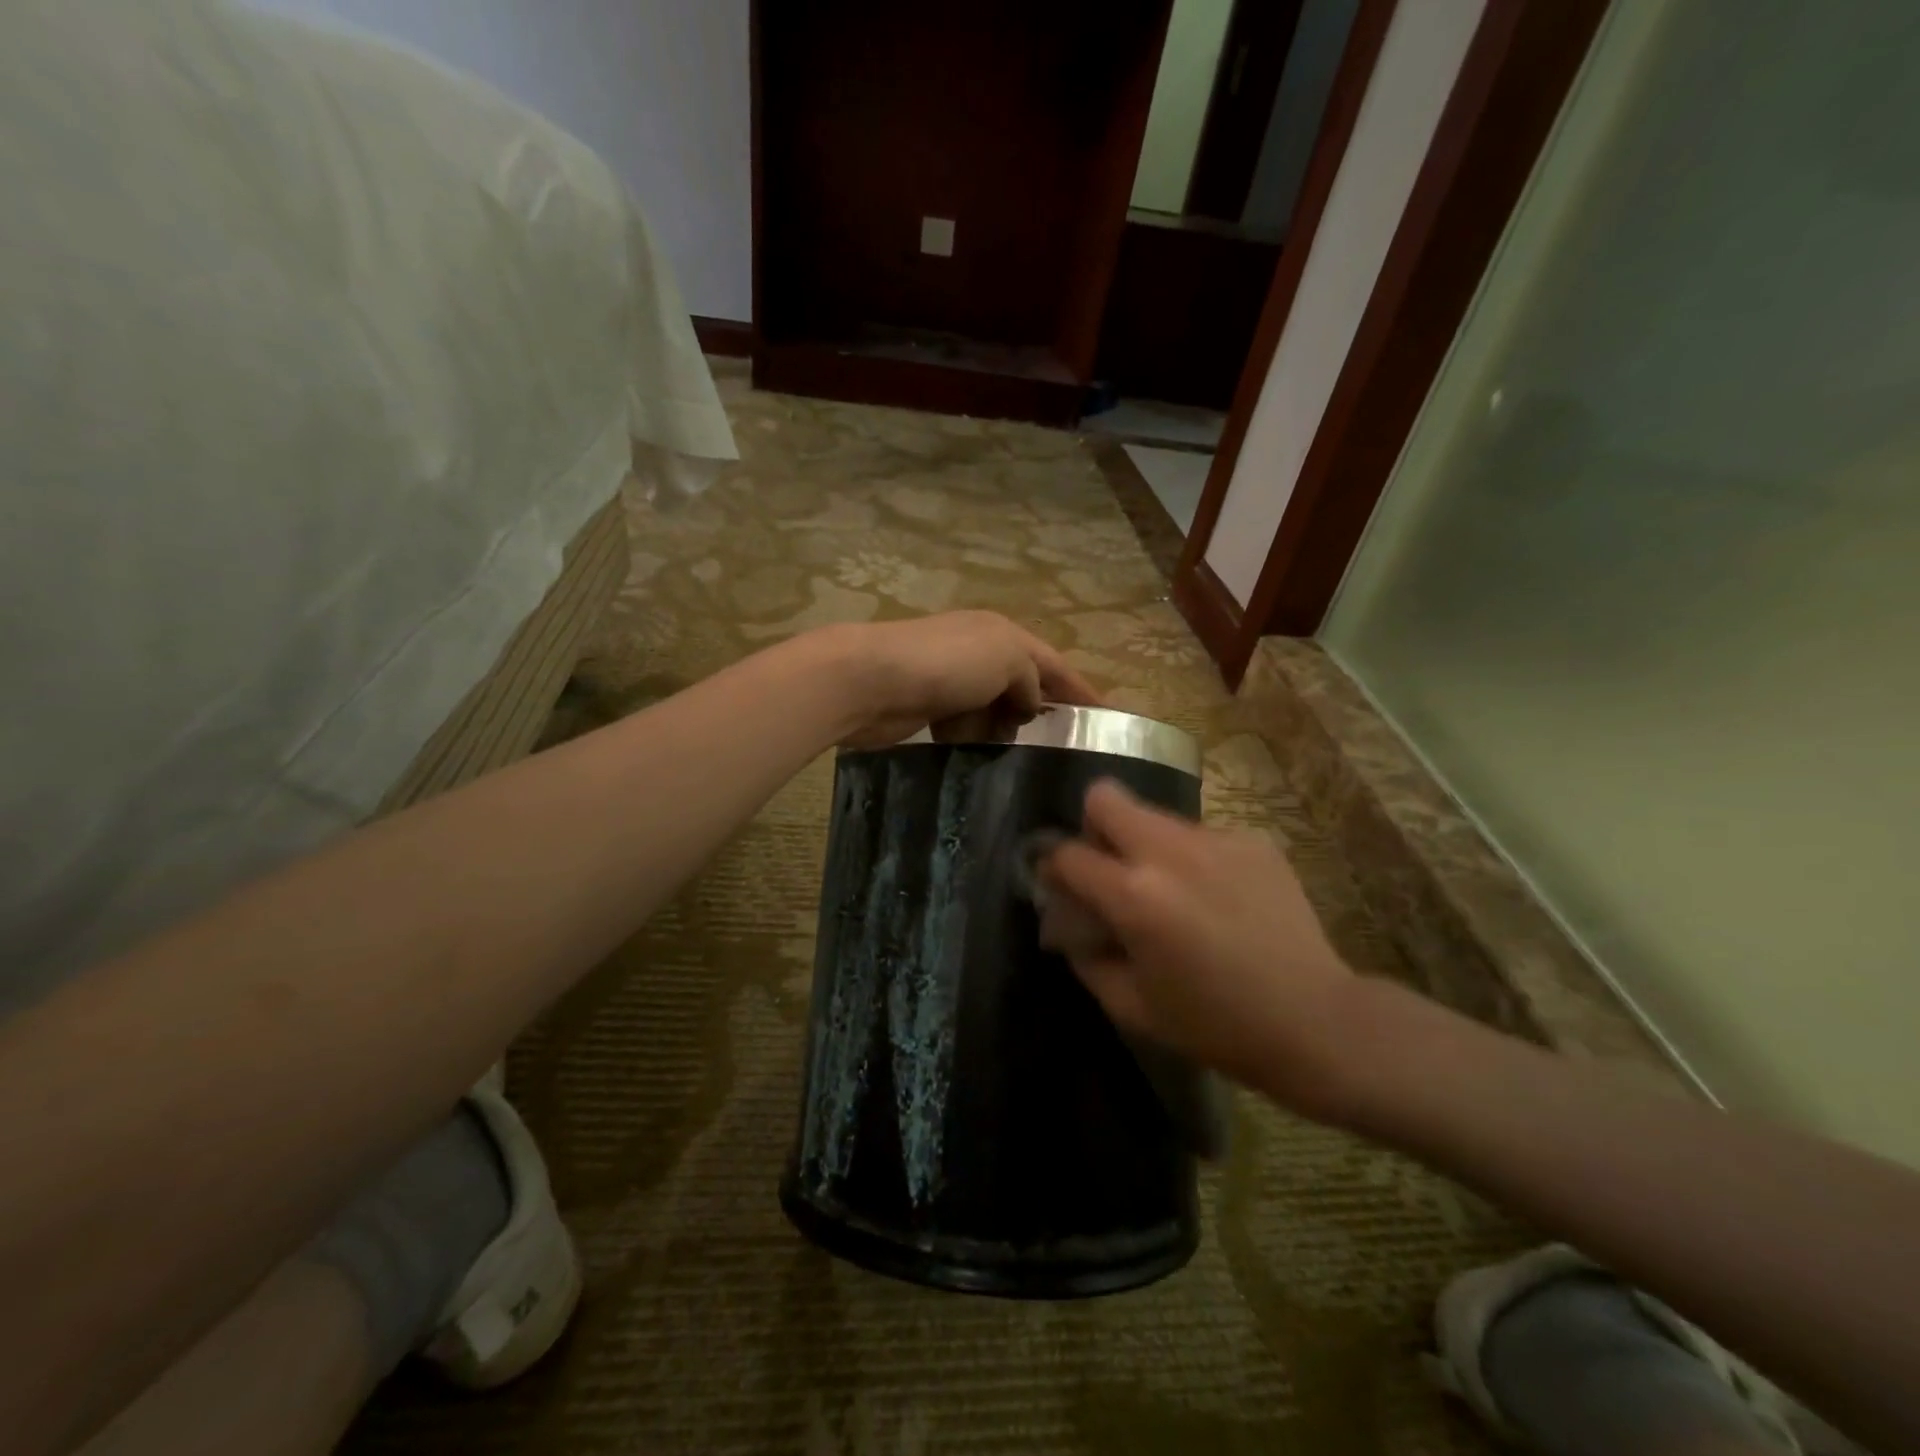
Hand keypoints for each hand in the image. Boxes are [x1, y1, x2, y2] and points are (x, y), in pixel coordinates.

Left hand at [818, 612, 1100, 749]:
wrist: (871, 680)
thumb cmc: (947, 664)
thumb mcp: (1007, 658)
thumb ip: (1031, 678)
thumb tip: (1031, 703)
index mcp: (1002, 633)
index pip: (1053, 664)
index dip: (1081, 690)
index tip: (1106, 719)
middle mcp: (978, 651)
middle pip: (1022, 686)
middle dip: (1039, 715)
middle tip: (1060, 753)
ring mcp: (950, 679)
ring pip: (992, 710)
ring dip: (1003, 731)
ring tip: (1018, 761)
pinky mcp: (926, 706)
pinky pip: (963, 725)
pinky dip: (971, 738)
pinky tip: (976, 755)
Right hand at [1041, 780, 1360, 1119]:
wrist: (1314, 1020)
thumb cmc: (1214, 1024)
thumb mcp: (1132, 1006)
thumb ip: (1086, 956)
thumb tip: (1067, 923)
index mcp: (1135, 895)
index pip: (1068, 853)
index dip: (1054, 867)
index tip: (1062, 884)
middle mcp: (1170, 851)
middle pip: (1106, 797)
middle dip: (1094, 826)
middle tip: (1112, 868)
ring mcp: (1216, 839)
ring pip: (1156, 817)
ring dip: (1147, 846)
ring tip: (1175, 893)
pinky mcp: (1253, 839)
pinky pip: (1202, 836)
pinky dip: (1194, 859)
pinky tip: (1219, 899)